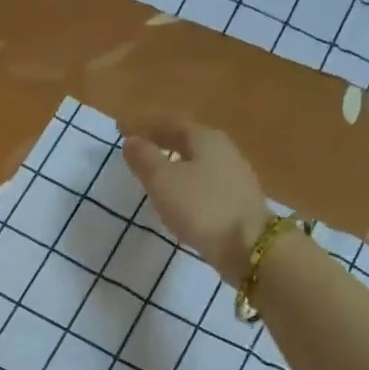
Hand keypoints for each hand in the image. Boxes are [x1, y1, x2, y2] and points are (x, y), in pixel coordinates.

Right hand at [122, 121, 270, 285]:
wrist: (248, 245)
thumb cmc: (200, 207)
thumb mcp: (163, 181)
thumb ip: (144, 159)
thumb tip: (131, 141)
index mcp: (205, 138)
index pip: (168, 124)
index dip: (142, 125)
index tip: (120, 128)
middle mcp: (224, 150)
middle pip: (187, 140)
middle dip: (161, 142)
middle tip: (138, 149)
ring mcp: (234, 176)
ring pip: (197, 162)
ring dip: (174, 163)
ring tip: (155, 174)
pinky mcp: (238, 201)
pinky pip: (205, 183)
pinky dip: (187, 184)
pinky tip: (179, 198)